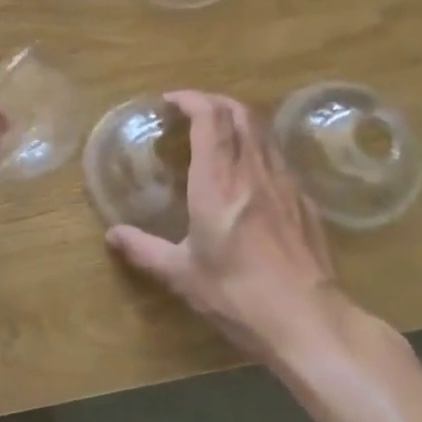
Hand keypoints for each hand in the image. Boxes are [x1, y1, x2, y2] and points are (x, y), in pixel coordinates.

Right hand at [104, 91, 344, 361]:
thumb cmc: (238, 295)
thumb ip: (145, 250)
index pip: (210, 117)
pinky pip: (278, 156)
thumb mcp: (183, 275)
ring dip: (238, 120)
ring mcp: (285, 183)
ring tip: (218, 134)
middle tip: (192, 111)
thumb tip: (112, 235)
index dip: (191, 99)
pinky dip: (258, 147)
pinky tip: (249, 172)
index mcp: (218, 182)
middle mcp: (252, 171)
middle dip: (214, 102)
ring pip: (263, 130)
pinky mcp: (305, 201)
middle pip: (240, 112)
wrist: (310, 322)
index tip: (171, 101)